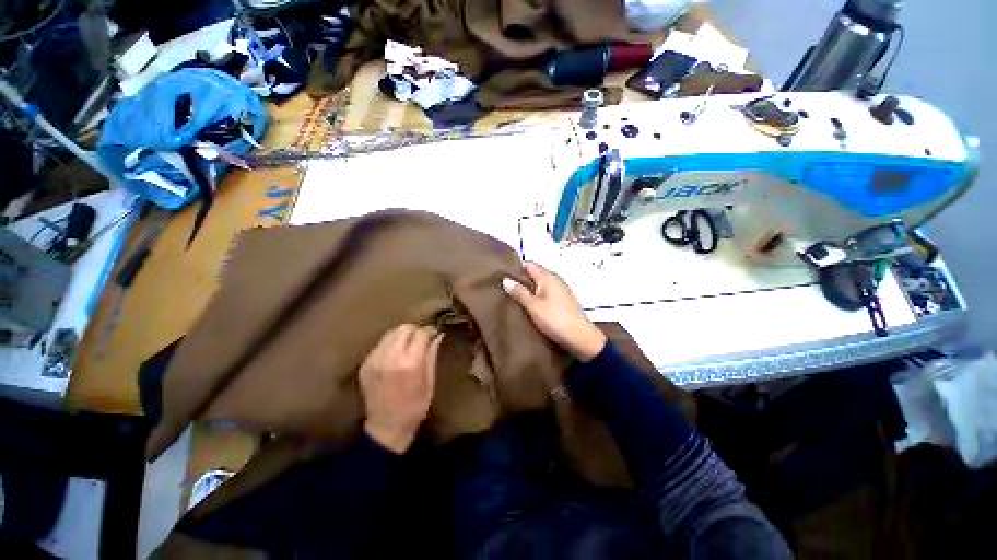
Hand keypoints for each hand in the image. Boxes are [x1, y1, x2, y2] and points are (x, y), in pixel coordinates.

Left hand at [359, 324, 442, 453]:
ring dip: (402, 335)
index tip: (434, 334)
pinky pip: (380, 344)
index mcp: (410, 363)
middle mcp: (390, 357)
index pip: (420, 333)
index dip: (429, 331)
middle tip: (421, 340)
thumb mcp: (430, 381)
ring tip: (408, 346)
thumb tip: (438, 335)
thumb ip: (432, 355)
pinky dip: (390, 344)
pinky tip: (395, 355)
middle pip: (404, 328)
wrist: (386, 427)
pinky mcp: (365, 364)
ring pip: (390, 333)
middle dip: (415, 331)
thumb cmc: (415, 407)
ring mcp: (374, 360)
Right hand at [503, 262, 605, 361]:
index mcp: (548, 277)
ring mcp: (561, 290)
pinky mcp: (563, 301)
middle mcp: (555, 279)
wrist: (580, 338)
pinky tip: (529, 304)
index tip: (502, 273)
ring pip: (540, 284)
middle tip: (504, 286)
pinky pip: (546, 293)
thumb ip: (519, 292)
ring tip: (513, 295)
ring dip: (528, 288)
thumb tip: (505, 279)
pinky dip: (537, 295)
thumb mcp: (533, 306)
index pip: (529, 264)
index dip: (516, 267)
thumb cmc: (554, 319)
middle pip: (535, 273)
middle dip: (521, 278)